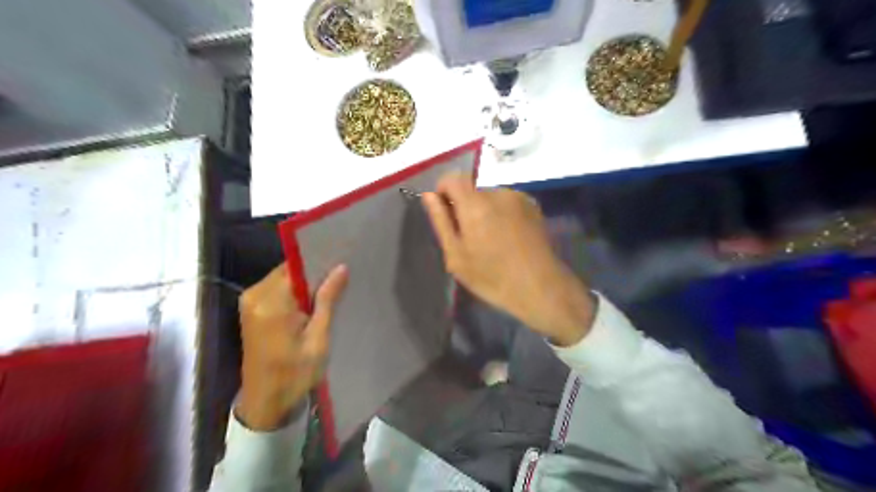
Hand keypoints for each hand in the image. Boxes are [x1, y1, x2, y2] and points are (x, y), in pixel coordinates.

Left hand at [238, 263, 351, 428]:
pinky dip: (296, 292)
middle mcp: (255, 296)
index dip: (320, 263)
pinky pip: (278, 289)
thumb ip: (327, 300)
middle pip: (290, 270)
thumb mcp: (318, 339)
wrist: (265, 404)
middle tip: (341, 279)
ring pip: (285, 278)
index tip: (342, 263)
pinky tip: (313, 302)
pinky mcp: (251, 309)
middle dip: (315, 273)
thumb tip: (340, 268)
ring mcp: (250, 302)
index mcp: (270, 303)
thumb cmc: (295, 374)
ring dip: (306, 284)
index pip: (297, 266)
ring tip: (331, 291)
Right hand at [423, 173, 594, 344]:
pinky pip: (507, 202)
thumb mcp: (457, 255)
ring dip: (484, 209)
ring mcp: (519, 197)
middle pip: (472, 188)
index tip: (446, 215)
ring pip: (490, 195)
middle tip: (469, 236)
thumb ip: (441, 221)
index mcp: (476, 204)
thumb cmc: (492, 277)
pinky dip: (501, 213)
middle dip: (465, 205)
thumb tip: (429, 196)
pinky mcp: (533, 205)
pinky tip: (508, 237)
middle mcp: (498, 192)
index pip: (452, 178)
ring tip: (491, 240)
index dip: (443, 191)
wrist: (540, 287)